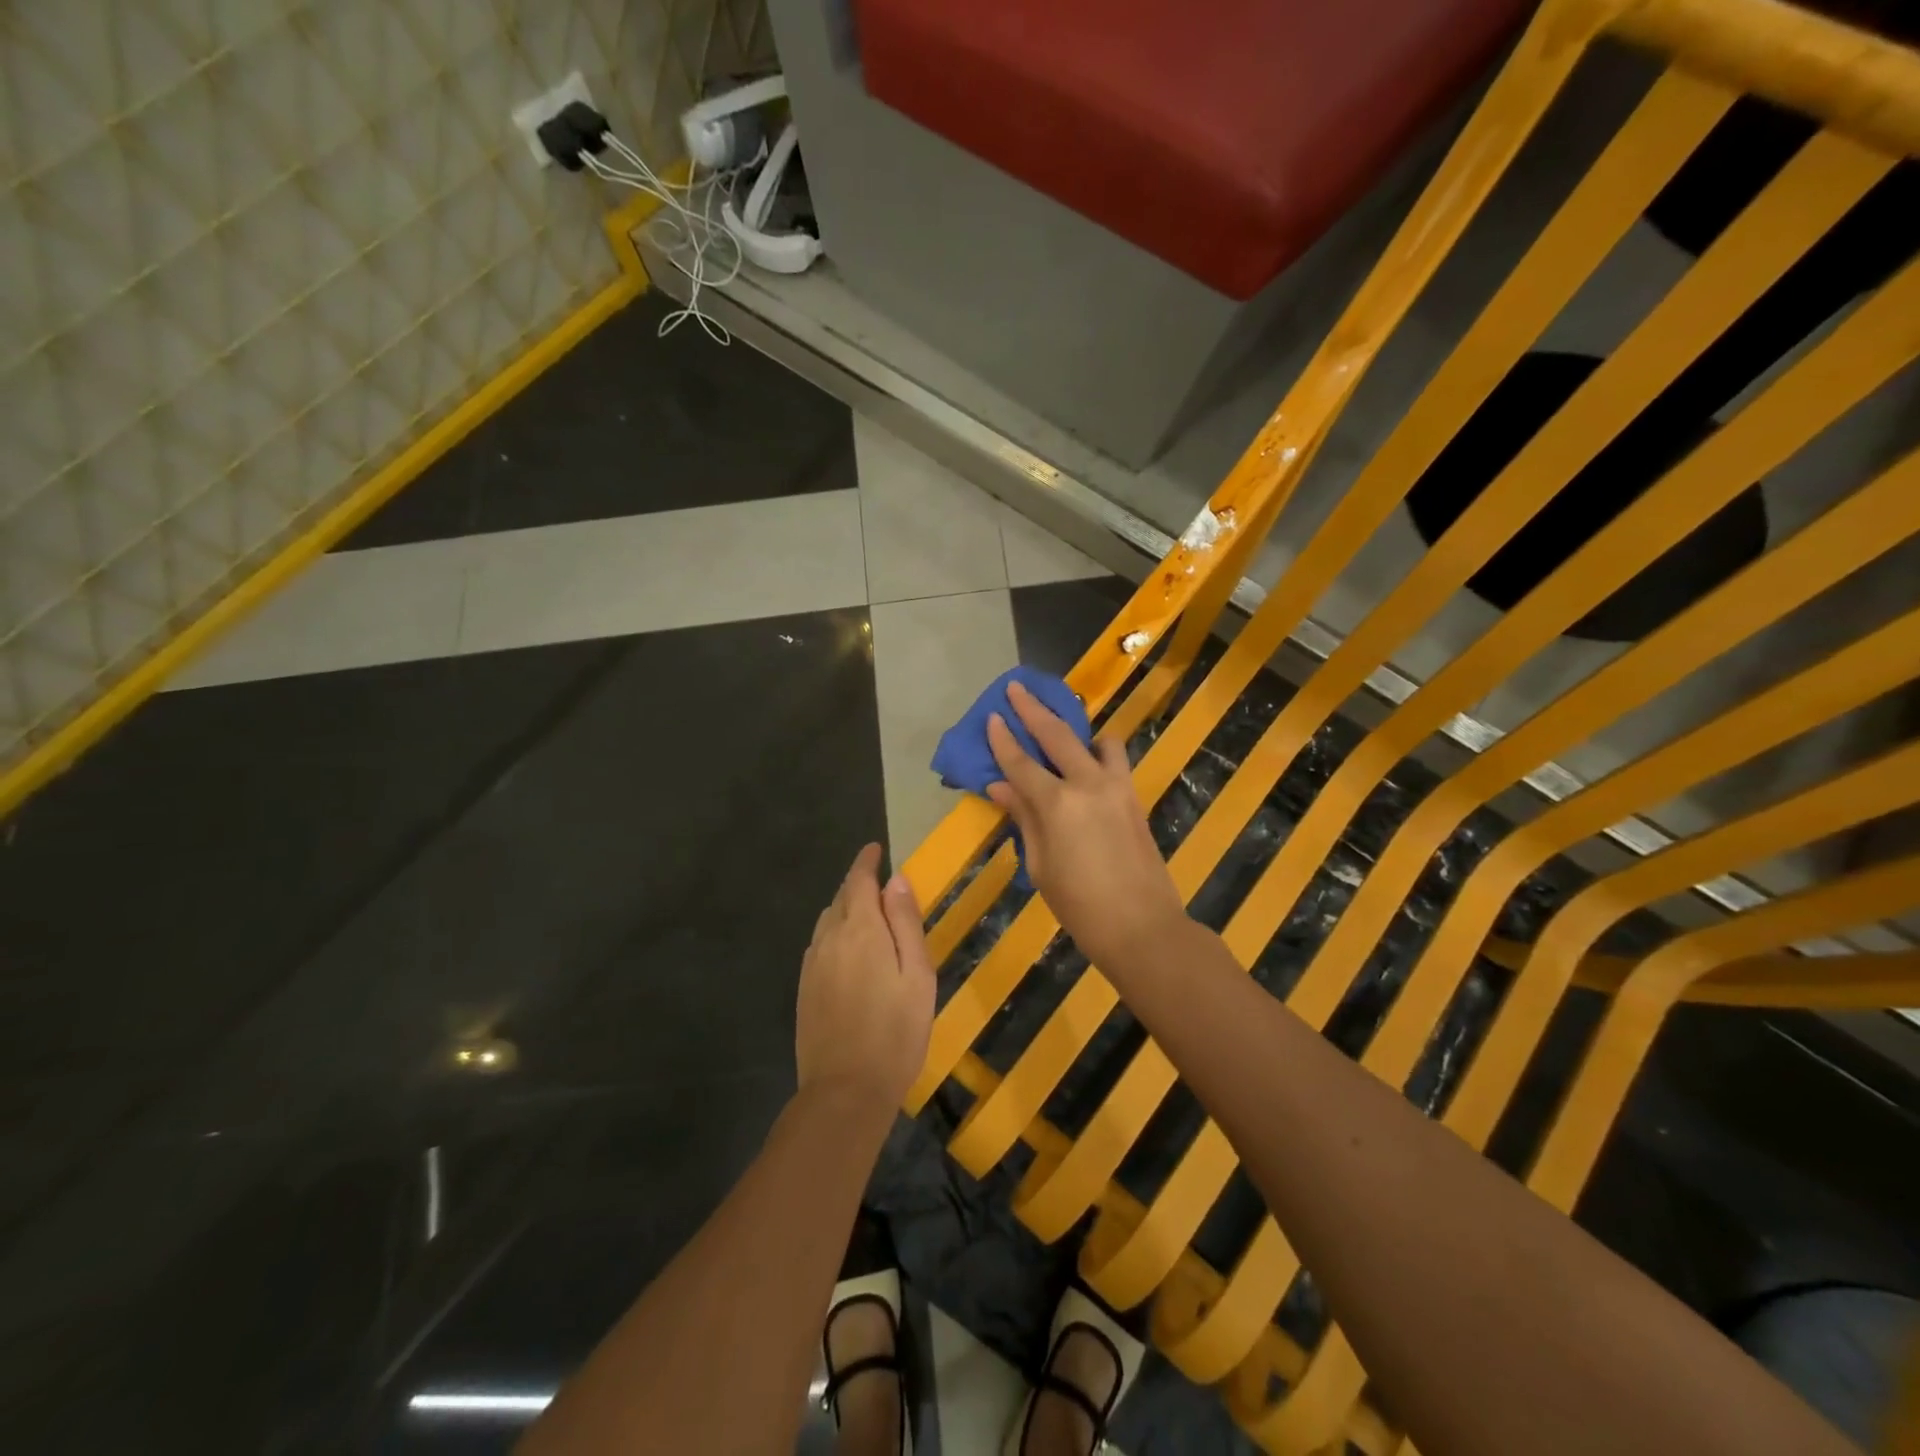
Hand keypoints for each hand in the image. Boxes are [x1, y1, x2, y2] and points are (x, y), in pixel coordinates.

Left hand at [796, 844, 935, 1114]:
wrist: (846, 1090)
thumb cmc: (896, 1031)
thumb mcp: (916, 974)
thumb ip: (905, 923)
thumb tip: (897, 880)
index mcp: (860, 930)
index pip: (859, 881)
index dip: (867, 862)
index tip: (875, 849)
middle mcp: (829, 939)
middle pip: (841, 898)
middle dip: (857, 884)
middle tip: (877, 881)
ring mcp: (812, 965)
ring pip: (827, 922)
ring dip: (845, 908)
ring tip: (866, 912)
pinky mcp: (805, 989)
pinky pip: (819, 945)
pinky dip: (834, 933)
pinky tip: (846, 950)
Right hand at [985, 679, 1187, 971]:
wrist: (1142, 927)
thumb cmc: (1079, 905)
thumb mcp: (1039, 864)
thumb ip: (1023, 818)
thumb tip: (1000, 787)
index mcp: (1057, 804)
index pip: (1020, 762)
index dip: (1002, 739)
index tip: (991, 716)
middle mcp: (1087, 784)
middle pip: (1056, 735)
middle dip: (1033, 709)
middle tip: (1017, 687)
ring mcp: (1117, 787)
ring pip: (1098, 740)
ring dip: (1077, 729)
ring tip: (1064, 732)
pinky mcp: (1135, 797)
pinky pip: (1116, 761)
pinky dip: (1100, 753)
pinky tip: (1089, 765)